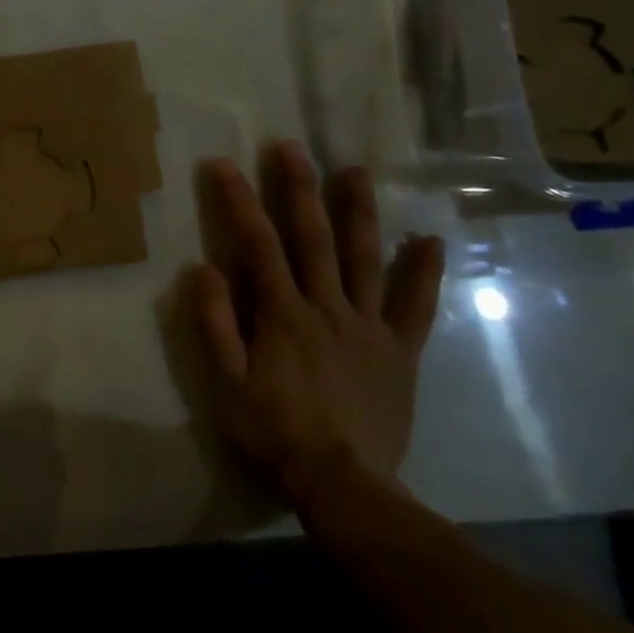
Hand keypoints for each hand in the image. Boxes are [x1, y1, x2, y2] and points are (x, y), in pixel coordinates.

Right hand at [186, 142, 445, 515]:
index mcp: (283, 314)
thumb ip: (215, 323)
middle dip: (299, 189)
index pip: (257, 244)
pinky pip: (416, 307)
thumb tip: (203, 267)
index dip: (239, 201)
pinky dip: (424, 272)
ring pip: (365, 259)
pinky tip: (430, 240)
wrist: (344, 484)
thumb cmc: (275, 431)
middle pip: (313, 238)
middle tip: (292, 148)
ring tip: (356, 171)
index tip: (224, 164)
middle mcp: (328, 307)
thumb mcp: (227, 383)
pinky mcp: (400, 351)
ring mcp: (369, 326)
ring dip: (359, 212)